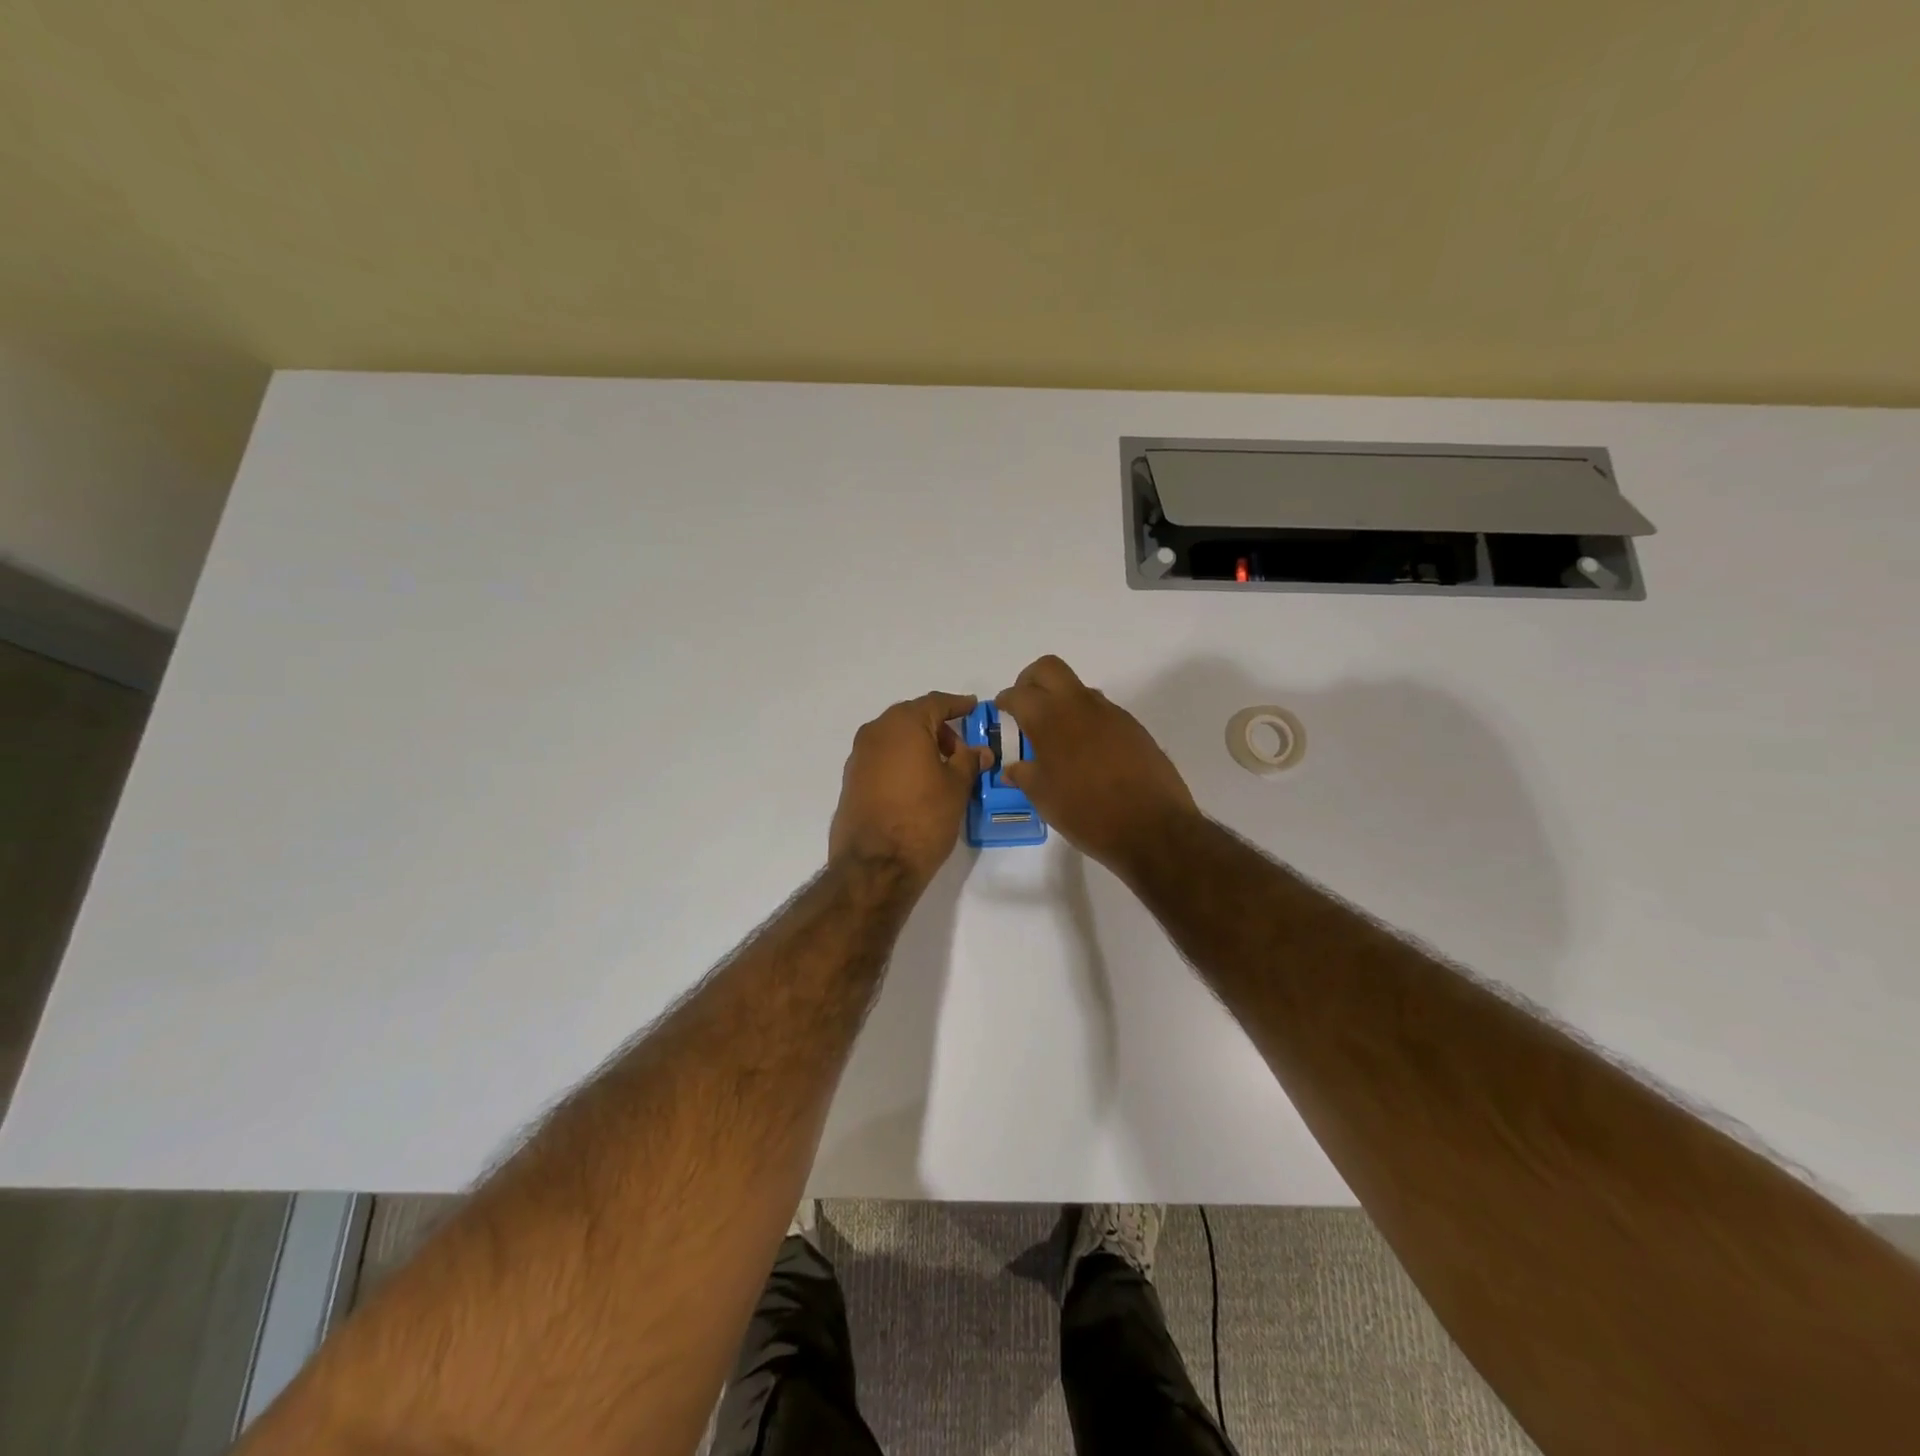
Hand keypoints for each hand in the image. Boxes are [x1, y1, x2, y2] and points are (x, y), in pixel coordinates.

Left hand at [829, 691, 993, 885]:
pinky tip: (917, 783)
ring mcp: (859, 756)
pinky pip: (882, 758)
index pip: (936, 703)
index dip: (958, 705)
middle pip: (912, 717)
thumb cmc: (923, 818)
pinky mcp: (851, 780)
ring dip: (918, 745)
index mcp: (903, 724)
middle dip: (938, 727)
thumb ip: (969, 762)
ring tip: (942, 769)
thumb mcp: (956, 788)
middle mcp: (876, 732)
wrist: (875, 865)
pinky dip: (901, 761)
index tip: (973, 707)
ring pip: (895, 738)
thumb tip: (979, 751)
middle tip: (961, 748)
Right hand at [995, 655, 1197, 871]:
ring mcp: (1111, 713)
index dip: (1006, 700)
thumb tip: (1012, 769)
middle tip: (1025, 707)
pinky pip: (1101, 711)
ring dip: (1062, 702)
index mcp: (1050, 719)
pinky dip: (1086, 721)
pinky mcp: (1133, 727)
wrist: (1153, 828)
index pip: (1019, 693)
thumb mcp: (1044, 798)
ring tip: (1057, 737)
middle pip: (1049, 670)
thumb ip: (1024, 776)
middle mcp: (1080, 705)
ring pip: (1078, 689)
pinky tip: (1087, 753)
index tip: (1002, 711)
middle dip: (1031, 681)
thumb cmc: (1087, 813)